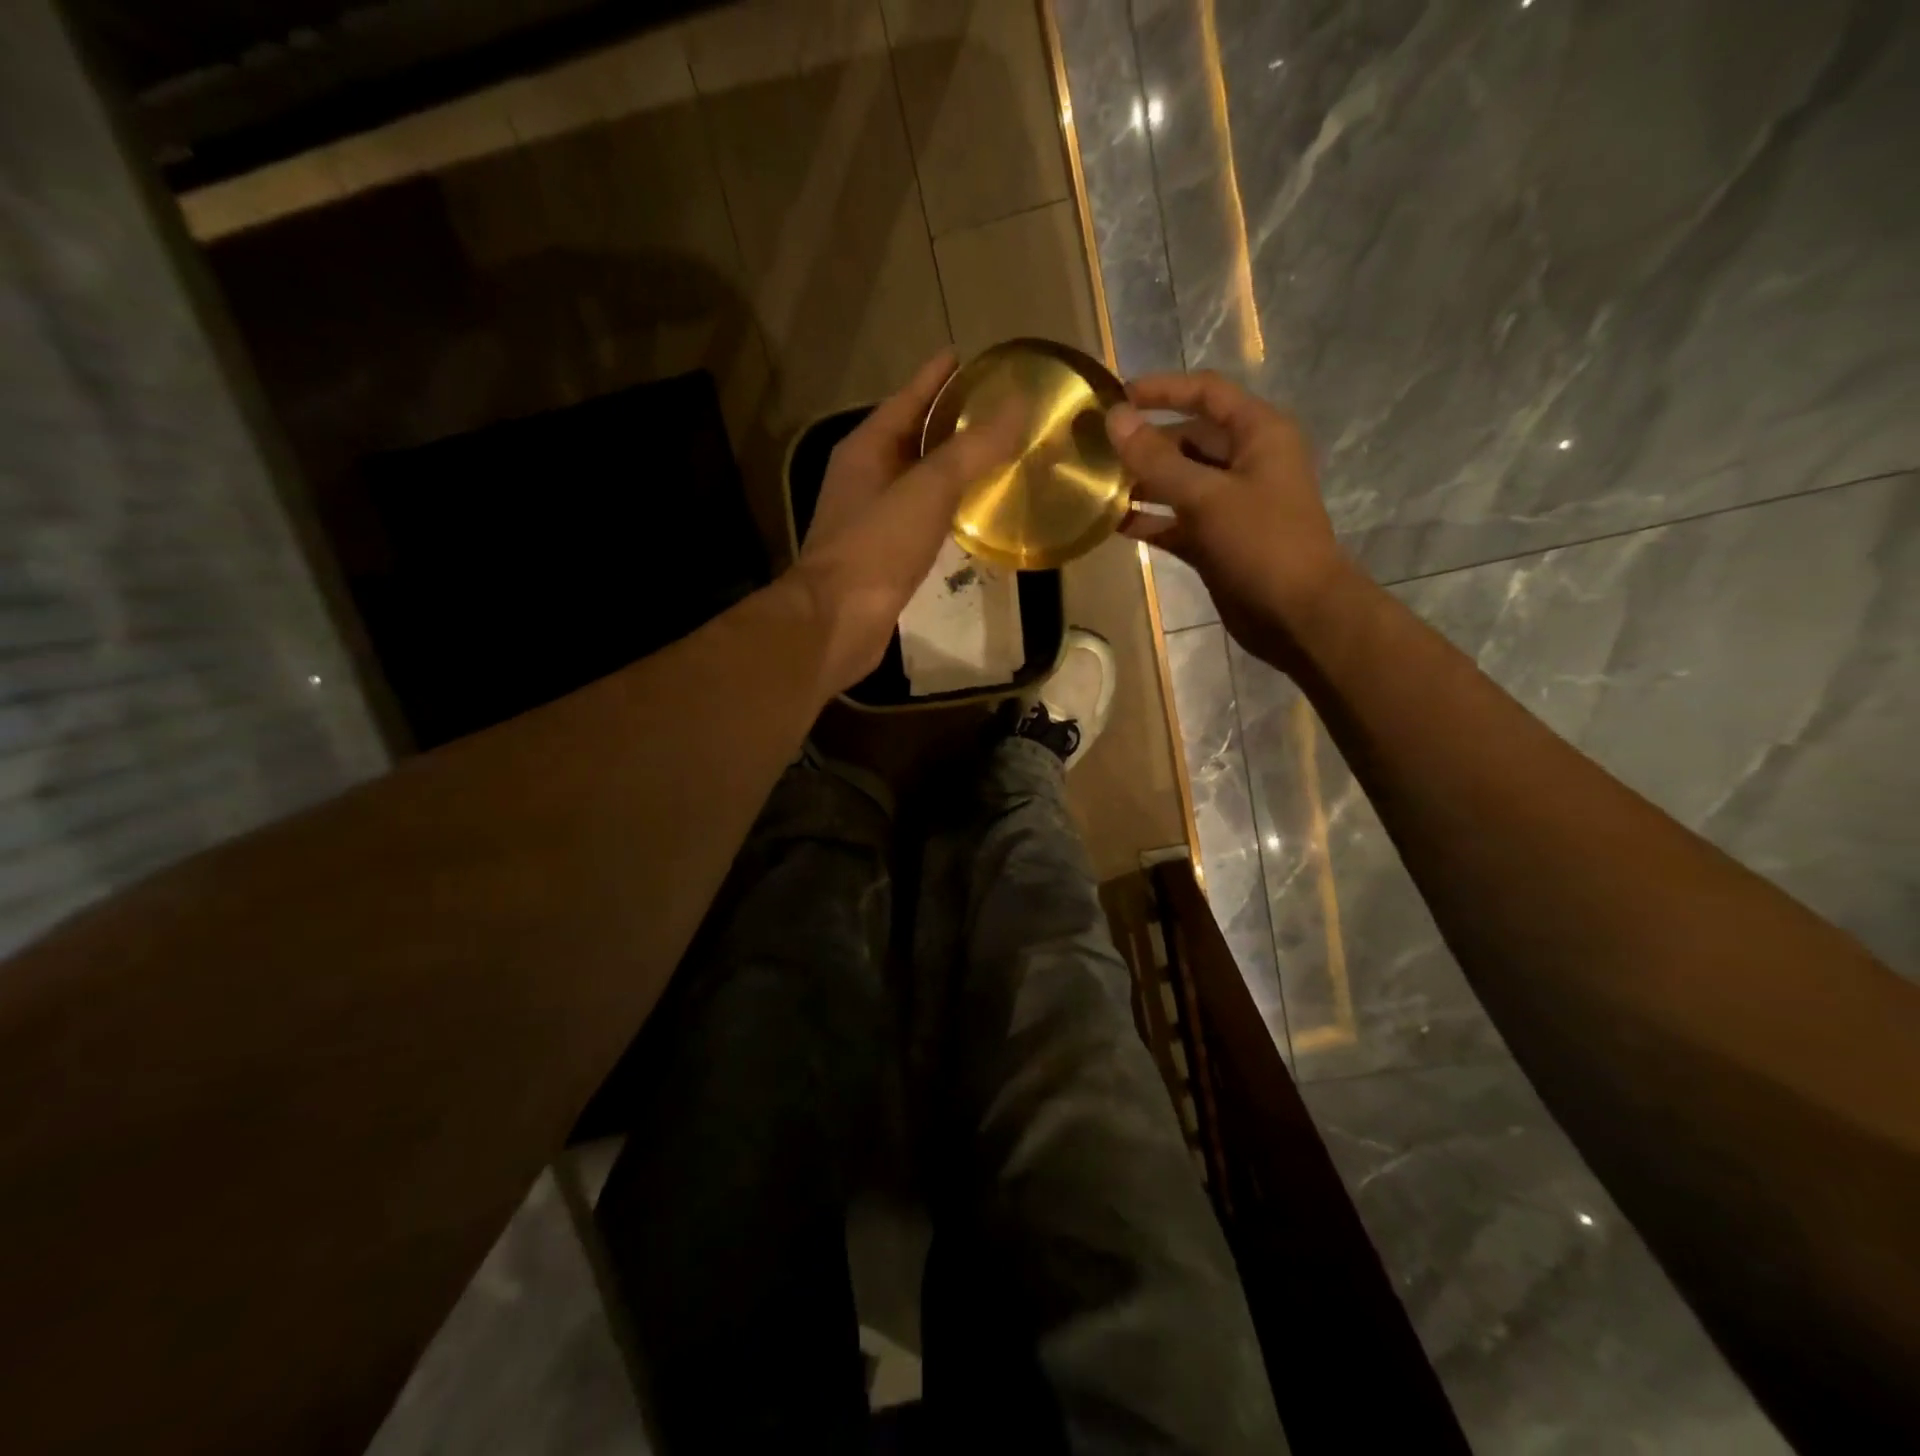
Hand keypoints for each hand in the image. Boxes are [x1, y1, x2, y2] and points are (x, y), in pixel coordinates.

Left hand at [793, 350, 1023, 693]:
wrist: (837, 620)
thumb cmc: (877, 547)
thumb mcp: (928, 489)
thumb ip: (972, 449)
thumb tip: (1018, 407)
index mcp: (866, 449)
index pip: (906, 399)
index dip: (936, 377)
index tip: (965, 356)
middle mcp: (863, 477)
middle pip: (909, 437)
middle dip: (946, 421)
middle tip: (991, 408)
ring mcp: (869, 517)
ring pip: (914, 480)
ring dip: (946, 467)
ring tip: (989, 456)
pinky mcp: (881, 555)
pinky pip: (918, 517)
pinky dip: (943, 508)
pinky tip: (967, 513)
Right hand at [1106, 371, 1355, 666]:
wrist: (1297, 616)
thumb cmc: (1262, 544)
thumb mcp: (1206, 496)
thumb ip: (1156, 458)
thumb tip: (1114, 418)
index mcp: (1258, 434)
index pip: (1206, 393)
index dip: (1162, 390)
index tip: (1116, 397)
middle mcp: (1245, 462)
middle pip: (1188, 438)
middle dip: (1144, 442)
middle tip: (1094, 449)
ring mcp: (1230, 504)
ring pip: (1179, 482)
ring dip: (1141, 483)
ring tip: (1095, 484)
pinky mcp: (1216, 541)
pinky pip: (1176, 521)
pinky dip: (1149, 520)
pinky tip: (1112, 523)